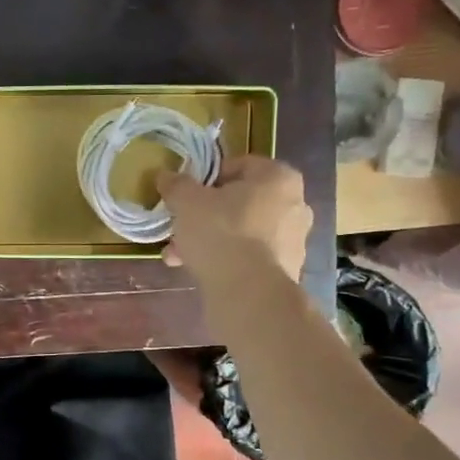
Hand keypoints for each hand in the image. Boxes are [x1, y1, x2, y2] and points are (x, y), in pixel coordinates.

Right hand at [158, 155, 312, 283]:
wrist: (249, 293)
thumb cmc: (221, 233)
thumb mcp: (187, 202)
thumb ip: (176, 185)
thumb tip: (165, 175)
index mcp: (278, 177)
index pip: (239, 165)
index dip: (207, 178)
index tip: (186, 194)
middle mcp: (294, 205)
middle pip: (240, 202)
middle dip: (205, 215)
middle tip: (180, 226)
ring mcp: (294, 240)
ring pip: (242, 232)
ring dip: (210, 240)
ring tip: (178, 255)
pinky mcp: (286, 271)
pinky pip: (249, 257)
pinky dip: (226, 261)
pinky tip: (198, 271)